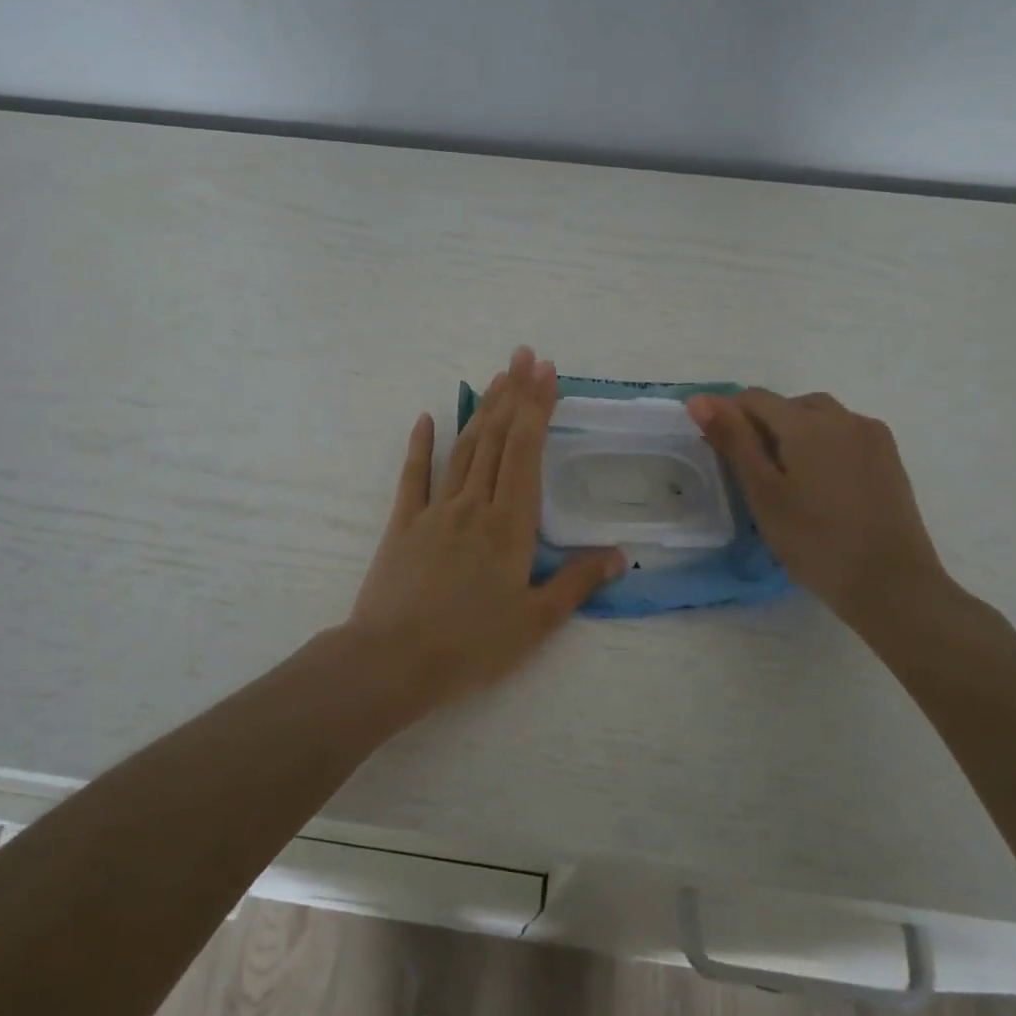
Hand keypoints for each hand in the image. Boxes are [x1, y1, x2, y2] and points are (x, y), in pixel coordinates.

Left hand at [346, 347, 624, 710]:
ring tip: (496, 377)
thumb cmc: (472, 645)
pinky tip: (426, 417)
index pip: (526, 452)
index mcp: (511, 525)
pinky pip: (414, 475)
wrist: (394, 660)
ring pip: (464, 448)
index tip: (548, 373)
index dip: (538, 408)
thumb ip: (578, 583)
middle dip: (514, 393)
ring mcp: (436, 509)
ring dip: (481, 410)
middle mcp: (475, 504)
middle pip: (497, 438)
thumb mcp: (536, 622)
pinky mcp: (404, 522)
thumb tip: (620, 555)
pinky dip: (421, 444)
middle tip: (524, 355)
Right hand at [687, 389, 950, 626]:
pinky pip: (845, 434)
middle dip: (763, 425)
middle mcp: (842, 417)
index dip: (727, 414)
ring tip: (785, 476)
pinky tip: (820, 483)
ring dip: (794, 433)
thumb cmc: (814, 540)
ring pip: (819, 418)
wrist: (892, 584)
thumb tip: (699, 399)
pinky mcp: (889, 457)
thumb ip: (733, 439)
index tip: (714, 446)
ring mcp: (871, 436)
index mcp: (807, 422)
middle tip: (749, 470)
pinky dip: (823, 445)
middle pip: (788, 405)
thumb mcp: (762, 491)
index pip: (754, 398)